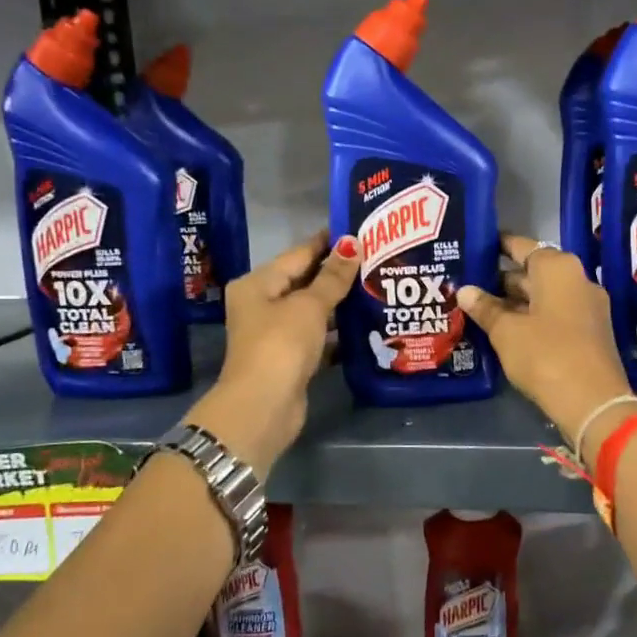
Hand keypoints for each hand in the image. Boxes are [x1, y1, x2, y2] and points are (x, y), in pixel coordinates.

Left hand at [184, 230, 357, 473]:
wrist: (263, 407)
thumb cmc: (281, 345)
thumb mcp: (309, 306)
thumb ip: (333, 276)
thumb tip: (353, 243)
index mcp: (258, 284)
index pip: (298, 254)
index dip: (328, 242)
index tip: (360, 229)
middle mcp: (263, 305)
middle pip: (305, 281)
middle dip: (339, 273)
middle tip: (378, 258)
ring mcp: (277, 334)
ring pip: (314, 311)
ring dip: (342, 303)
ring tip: (378, 287)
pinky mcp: (291, 359)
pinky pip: (319, 337)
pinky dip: (339, 333)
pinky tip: (367, 325)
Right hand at [458, 235, 634, 451]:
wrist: (594, 402)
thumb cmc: (546, 355)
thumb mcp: (506, 332)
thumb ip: (485, 308)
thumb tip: (465, 290)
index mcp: (558, 268)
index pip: (523, 246)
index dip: (498, 246)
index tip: (476, 247)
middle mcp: (577, 279)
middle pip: (534, 272)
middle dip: (502, 280)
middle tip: (468, 285)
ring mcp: (587, 307)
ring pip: (544, 295)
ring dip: (515, 302)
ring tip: (480, 308)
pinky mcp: (590, 332)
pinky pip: (554, 314)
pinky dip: (531, 317)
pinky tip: (506, 329)